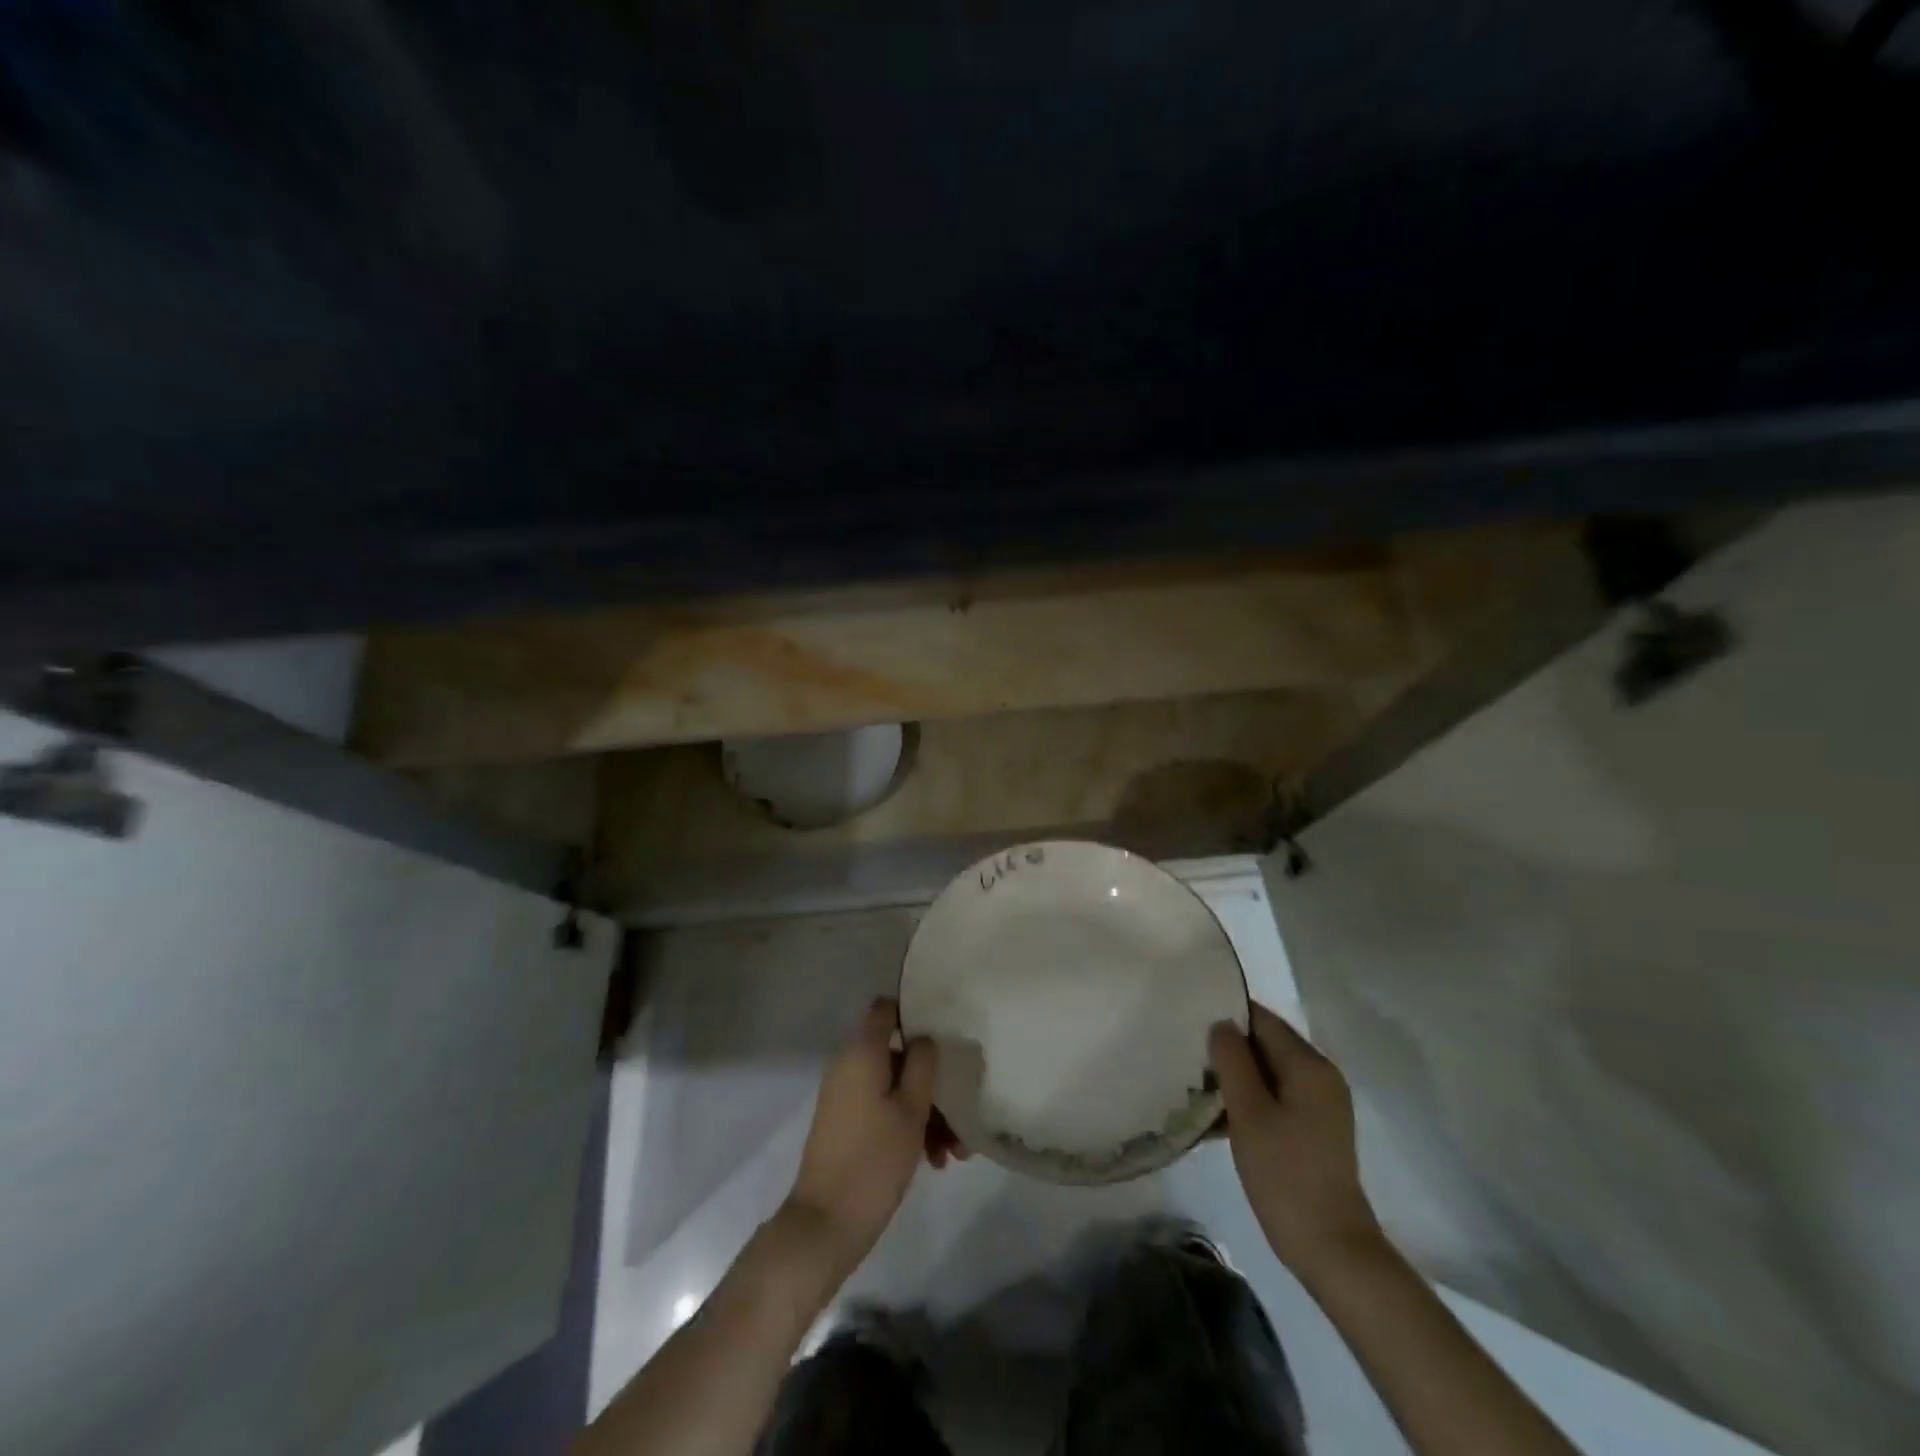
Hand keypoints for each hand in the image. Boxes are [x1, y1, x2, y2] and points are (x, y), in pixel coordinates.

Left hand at [782, 997, 939, 1277]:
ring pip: (894, 1088)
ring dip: (925, 1112)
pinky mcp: (844, 1123)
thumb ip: (922, 1064)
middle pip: (897, 1056)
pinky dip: (906, 1126)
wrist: (825, 1224)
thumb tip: (923, 1038)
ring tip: (952, 1153)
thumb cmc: (874, 1160)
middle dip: (931, 1082)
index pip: (886, 1009)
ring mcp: (844, 1096)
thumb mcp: (911, 1109)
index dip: (913, 1013)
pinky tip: (933, 1161)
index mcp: (862, 1052)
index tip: (943, 1033)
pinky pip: (881, 1109)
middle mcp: (848, 1065)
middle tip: (959, 1116)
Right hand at [1210, 1002, 1383, 1276]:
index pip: (1260, 1018)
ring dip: (1233, 1077)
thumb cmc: (1286, 1175)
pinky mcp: (1313, 1128)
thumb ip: (1232, 1061)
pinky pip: (1273, 1096)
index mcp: (1308, 1064)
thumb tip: (1220, 1023)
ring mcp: (1318, 1103)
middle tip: (1184, 1055)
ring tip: (1192, 1086)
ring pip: (1266, 1071)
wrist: (1332, 1250)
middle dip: (1226, 1048)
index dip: (1224, 1014)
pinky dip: (1247, 1100)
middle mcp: (1319, 1075)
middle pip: (1264, 1043)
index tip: (1187, 1021)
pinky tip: (1215, 1118)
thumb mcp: (1249, 1113)